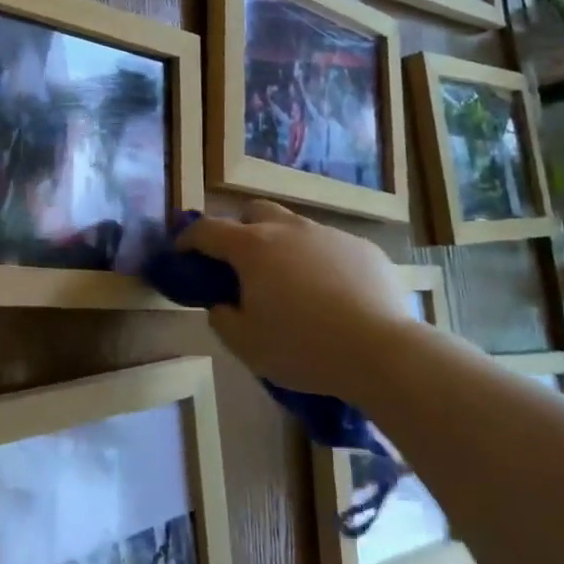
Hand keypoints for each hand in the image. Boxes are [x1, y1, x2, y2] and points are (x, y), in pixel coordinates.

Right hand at [177, 202, 415, 398]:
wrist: (381, 351)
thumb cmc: (302, 347)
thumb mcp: (246, 345)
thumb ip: (222, 319)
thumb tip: (222, 305)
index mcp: (253, 248)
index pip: (208, 230)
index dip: (189, 238)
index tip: (182, 252)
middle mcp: (289, 229)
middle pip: (255, 211)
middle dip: (240, 228)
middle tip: (240, 262)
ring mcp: (330, 235)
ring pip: (296, 227)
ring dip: (283, 245)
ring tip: (291, 284)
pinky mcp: (363, 248)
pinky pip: (332, 247)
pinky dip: (321, 262)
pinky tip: (333, 295)